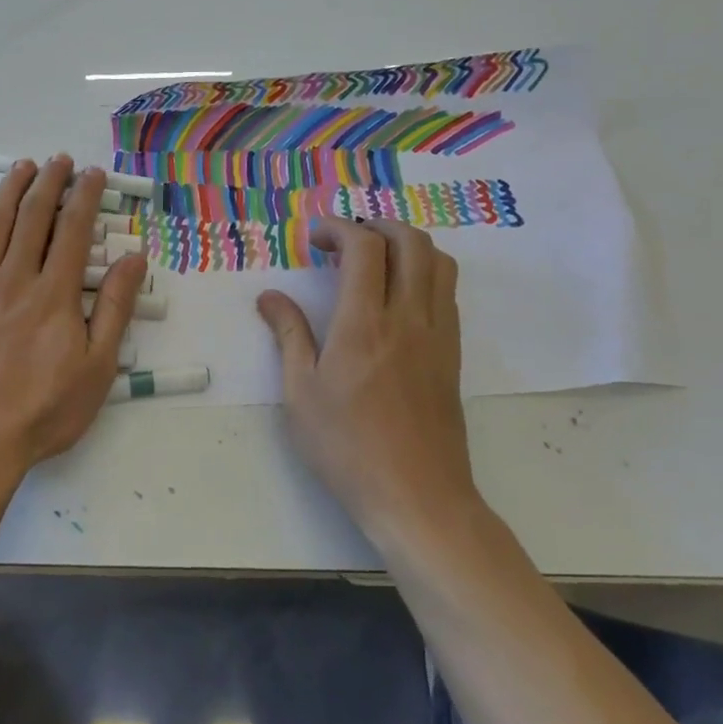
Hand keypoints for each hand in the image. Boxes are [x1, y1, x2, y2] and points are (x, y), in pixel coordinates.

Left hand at [0, 157, 149, 484]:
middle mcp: (16, 278)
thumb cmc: (43, 409)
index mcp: (55, 293)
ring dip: (12, 189)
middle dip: (50, 183)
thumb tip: (134, 257)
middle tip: (60, 160)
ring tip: (23, 165)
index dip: (85, 196)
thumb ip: (114, 308)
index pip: (74, 230)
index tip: (93, 174)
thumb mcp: (97, 367)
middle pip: (35, 217)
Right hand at [255, 219, 480, 546]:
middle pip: (410, 242)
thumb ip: (289, 335)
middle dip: (377, 225)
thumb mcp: (301, 393)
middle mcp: (408, 318)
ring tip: (374, 260)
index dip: (339, 228)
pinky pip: (447, 292)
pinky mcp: (452, 354)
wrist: (418, 498)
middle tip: (345, 240)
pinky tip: (397, 296)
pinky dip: (424, 273)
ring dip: (406, 244)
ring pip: (438, 262)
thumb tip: (269, 297)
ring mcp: (438, 335)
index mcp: (365, 324)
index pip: (364, 247)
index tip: (314, 237)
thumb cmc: (348, 447)